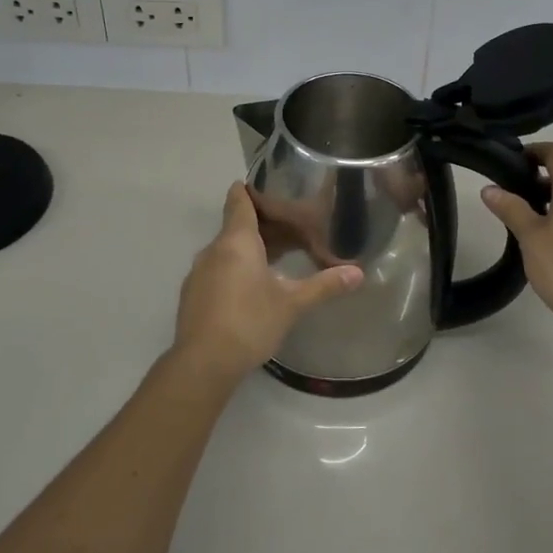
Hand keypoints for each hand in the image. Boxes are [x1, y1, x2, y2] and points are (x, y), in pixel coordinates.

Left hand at [173, 183, 363, 383]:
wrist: (202, 364)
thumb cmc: (249, 323)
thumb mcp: (292, 304)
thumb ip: (324, 286)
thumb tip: (358, 273)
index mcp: (236, 241)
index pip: (239, 200)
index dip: (252, 189)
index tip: (272, 187)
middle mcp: (213, 249)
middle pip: (236, 225)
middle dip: (263, 225)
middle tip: (293, 229)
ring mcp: (199, 272)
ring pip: (227, 249)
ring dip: (250, 250)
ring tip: (278, 259)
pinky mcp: (193, 294)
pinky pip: (218, 269)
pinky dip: (236, 269)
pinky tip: (253, 289)